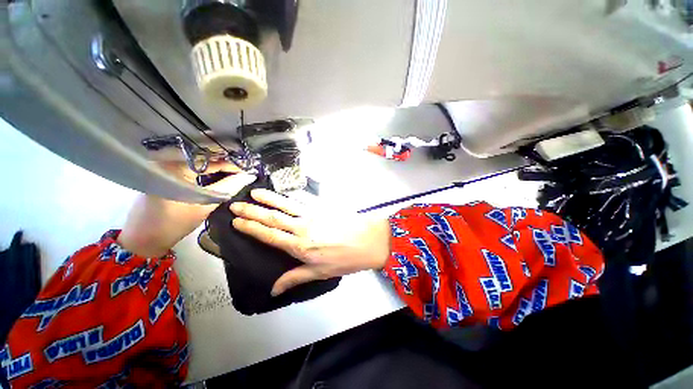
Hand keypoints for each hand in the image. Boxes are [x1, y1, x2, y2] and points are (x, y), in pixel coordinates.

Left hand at [118, 162, 255, 257]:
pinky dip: (207, 171)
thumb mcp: (205, 205)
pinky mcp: (164, 172)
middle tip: (246, 170)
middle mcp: (167, 160)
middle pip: (205, 157)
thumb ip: (229, 188)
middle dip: (227, 163)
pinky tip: (219, 175)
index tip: (250, 169)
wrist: (144, 238)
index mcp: (174, 166)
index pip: (211, 159)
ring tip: (237, 172)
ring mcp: (164, 165)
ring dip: (218, 167)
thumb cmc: (174, 223)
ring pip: (199, 162)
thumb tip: (250, 176)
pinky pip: (192, 167)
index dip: (233, 164)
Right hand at [230, 189, 390, 295]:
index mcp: (299, 246)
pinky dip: (291, 196)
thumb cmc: (346, 259)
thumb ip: (295, 277)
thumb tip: (273, 289)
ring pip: (286, 205)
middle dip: (252, 211)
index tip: (236, 221)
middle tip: (236, 204)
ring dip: (269, 198)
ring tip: (254, 192)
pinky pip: (303, 200)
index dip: (251, 228)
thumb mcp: (320, 273)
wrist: (370, 240)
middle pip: (273, 217)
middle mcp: (302, 228)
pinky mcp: (324, 207)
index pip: (269, 235)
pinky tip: (284, 193)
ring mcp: (313, 215)